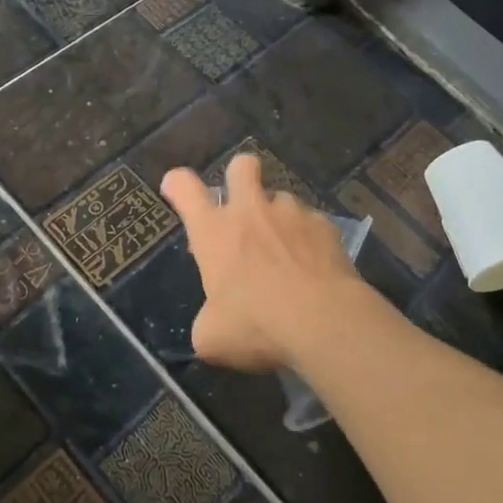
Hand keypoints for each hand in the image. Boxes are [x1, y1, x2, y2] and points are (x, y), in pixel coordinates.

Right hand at [160, 155, 366, 372]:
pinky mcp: (326, 226)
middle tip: (242, 205)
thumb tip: (213, 323)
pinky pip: (312, 223)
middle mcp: (250, 212)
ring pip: (281, 198)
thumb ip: (207, 320)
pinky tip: (314, 268)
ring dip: (277, 218)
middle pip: (241, 166)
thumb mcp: (212, 336)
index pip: (184, 187)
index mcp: (213, 231)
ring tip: (285, 252)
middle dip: (239, 176)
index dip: (176, 184)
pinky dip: (309, 240)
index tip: (175, 189)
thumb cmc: (256, 325)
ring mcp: (291, 214)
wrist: (324, 322)